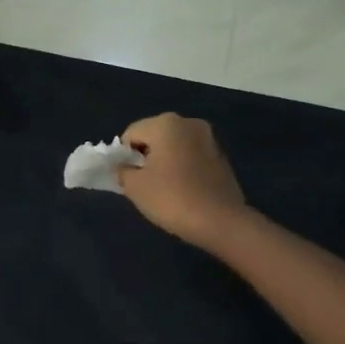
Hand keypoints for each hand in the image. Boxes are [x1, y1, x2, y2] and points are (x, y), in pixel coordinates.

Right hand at [116, 113, 248, 247]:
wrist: (220, 221)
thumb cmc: (172, 198)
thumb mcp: (135, 187)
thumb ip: (122, 170)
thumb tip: (125, 167)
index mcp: (165, 123)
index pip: (131, 134)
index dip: (124, 156)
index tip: (129, 178)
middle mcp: (189, 123)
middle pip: (154, 136)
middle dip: (146, 156)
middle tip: (145, 184)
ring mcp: (209, 138)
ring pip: (175, 146)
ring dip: (165, 161)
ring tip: (166, 188)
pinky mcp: (222, 155)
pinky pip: (192, 156)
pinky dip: (183, 167)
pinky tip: (184, 189)